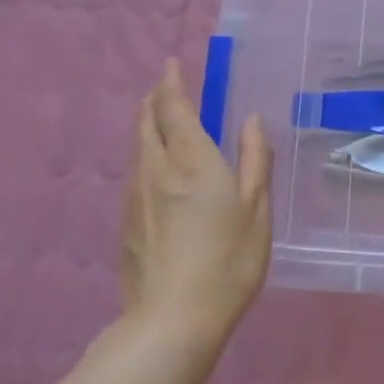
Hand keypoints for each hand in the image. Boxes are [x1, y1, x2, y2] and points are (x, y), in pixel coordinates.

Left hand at [118, 58, 271, 343]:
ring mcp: (136, 197)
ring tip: (158, 120)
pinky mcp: (126, 222)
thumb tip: (250, 120)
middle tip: (165, 88)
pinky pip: (134, 173)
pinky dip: (144, 155)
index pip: (174, 108)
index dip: (172, 83)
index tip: (171, 64)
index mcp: (191, 160)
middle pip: (146, 122)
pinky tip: (155, 170)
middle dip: (154, 100)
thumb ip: (254, 160)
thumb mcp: (256, 209)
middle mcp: (156, 169)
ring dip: (146, 126)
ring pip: (137, 147)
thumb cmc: (228, 260)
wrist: (173, 319)